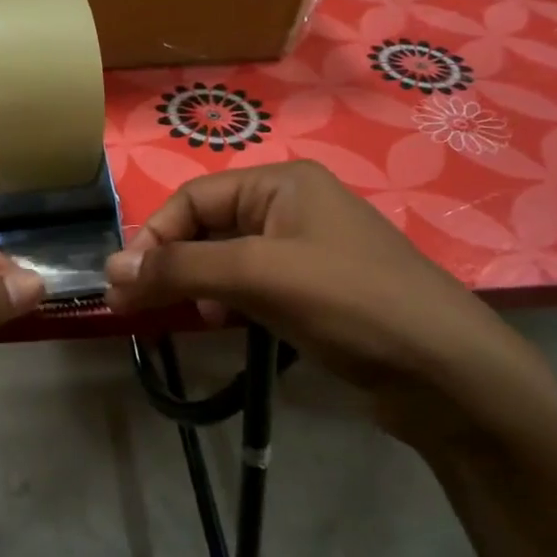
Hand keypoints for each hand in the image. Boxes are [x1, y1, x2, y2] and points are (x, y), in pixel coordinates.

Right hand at [102, 161, 556, 458]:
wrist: (446, 373)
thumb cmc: (350, 304)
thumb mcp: (258, 275)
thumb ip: (181, 268)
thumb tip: (110, 270)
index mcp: (283, 183)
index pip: (194, 198)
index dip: (154, 237)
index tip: (125, 285)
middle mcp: (294, 207)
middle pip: (209, 226)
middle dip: (173, 264)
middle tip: (139, 306)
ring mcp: (307, 251)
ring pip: (228, 259)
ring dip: (198, 284)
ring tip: (190, 317)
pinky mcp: (316, 292)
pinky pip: (254, 286)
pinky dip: (229, 302)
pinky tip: (224, 325)